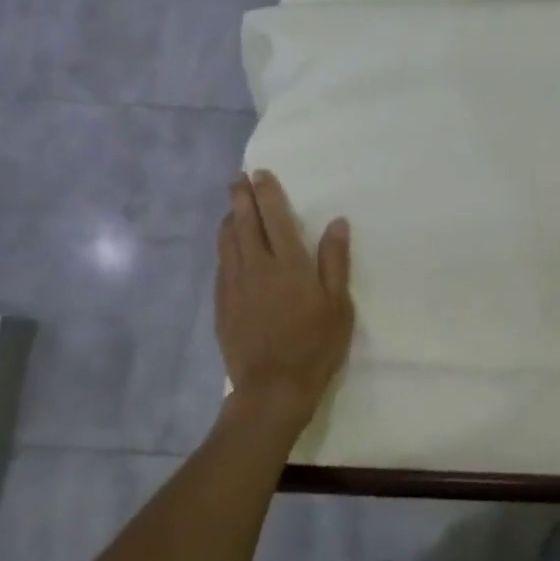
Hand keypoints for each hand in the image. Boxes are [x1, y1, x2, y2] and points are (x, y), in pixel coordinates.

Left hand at [216, 171, 354, 424]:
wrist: (273, 387)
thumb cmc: (315, 345)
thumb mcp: (338, 304)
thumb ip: (335, 261)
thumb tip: (336, 222)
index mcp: (288, 264)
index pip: (274, 217)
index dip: (266, 193)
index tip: (260, 173)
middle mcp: (256, 267)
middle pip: (244, 223)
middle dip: (240, 197)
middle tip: (237, 179)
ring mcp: (234, 286)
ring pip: (227, 242)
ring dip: (230, 219)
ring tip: (232, 207)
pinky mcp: (222, 304)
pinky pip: (221, 265)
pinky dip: (224, 247)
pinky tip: (228, 248)